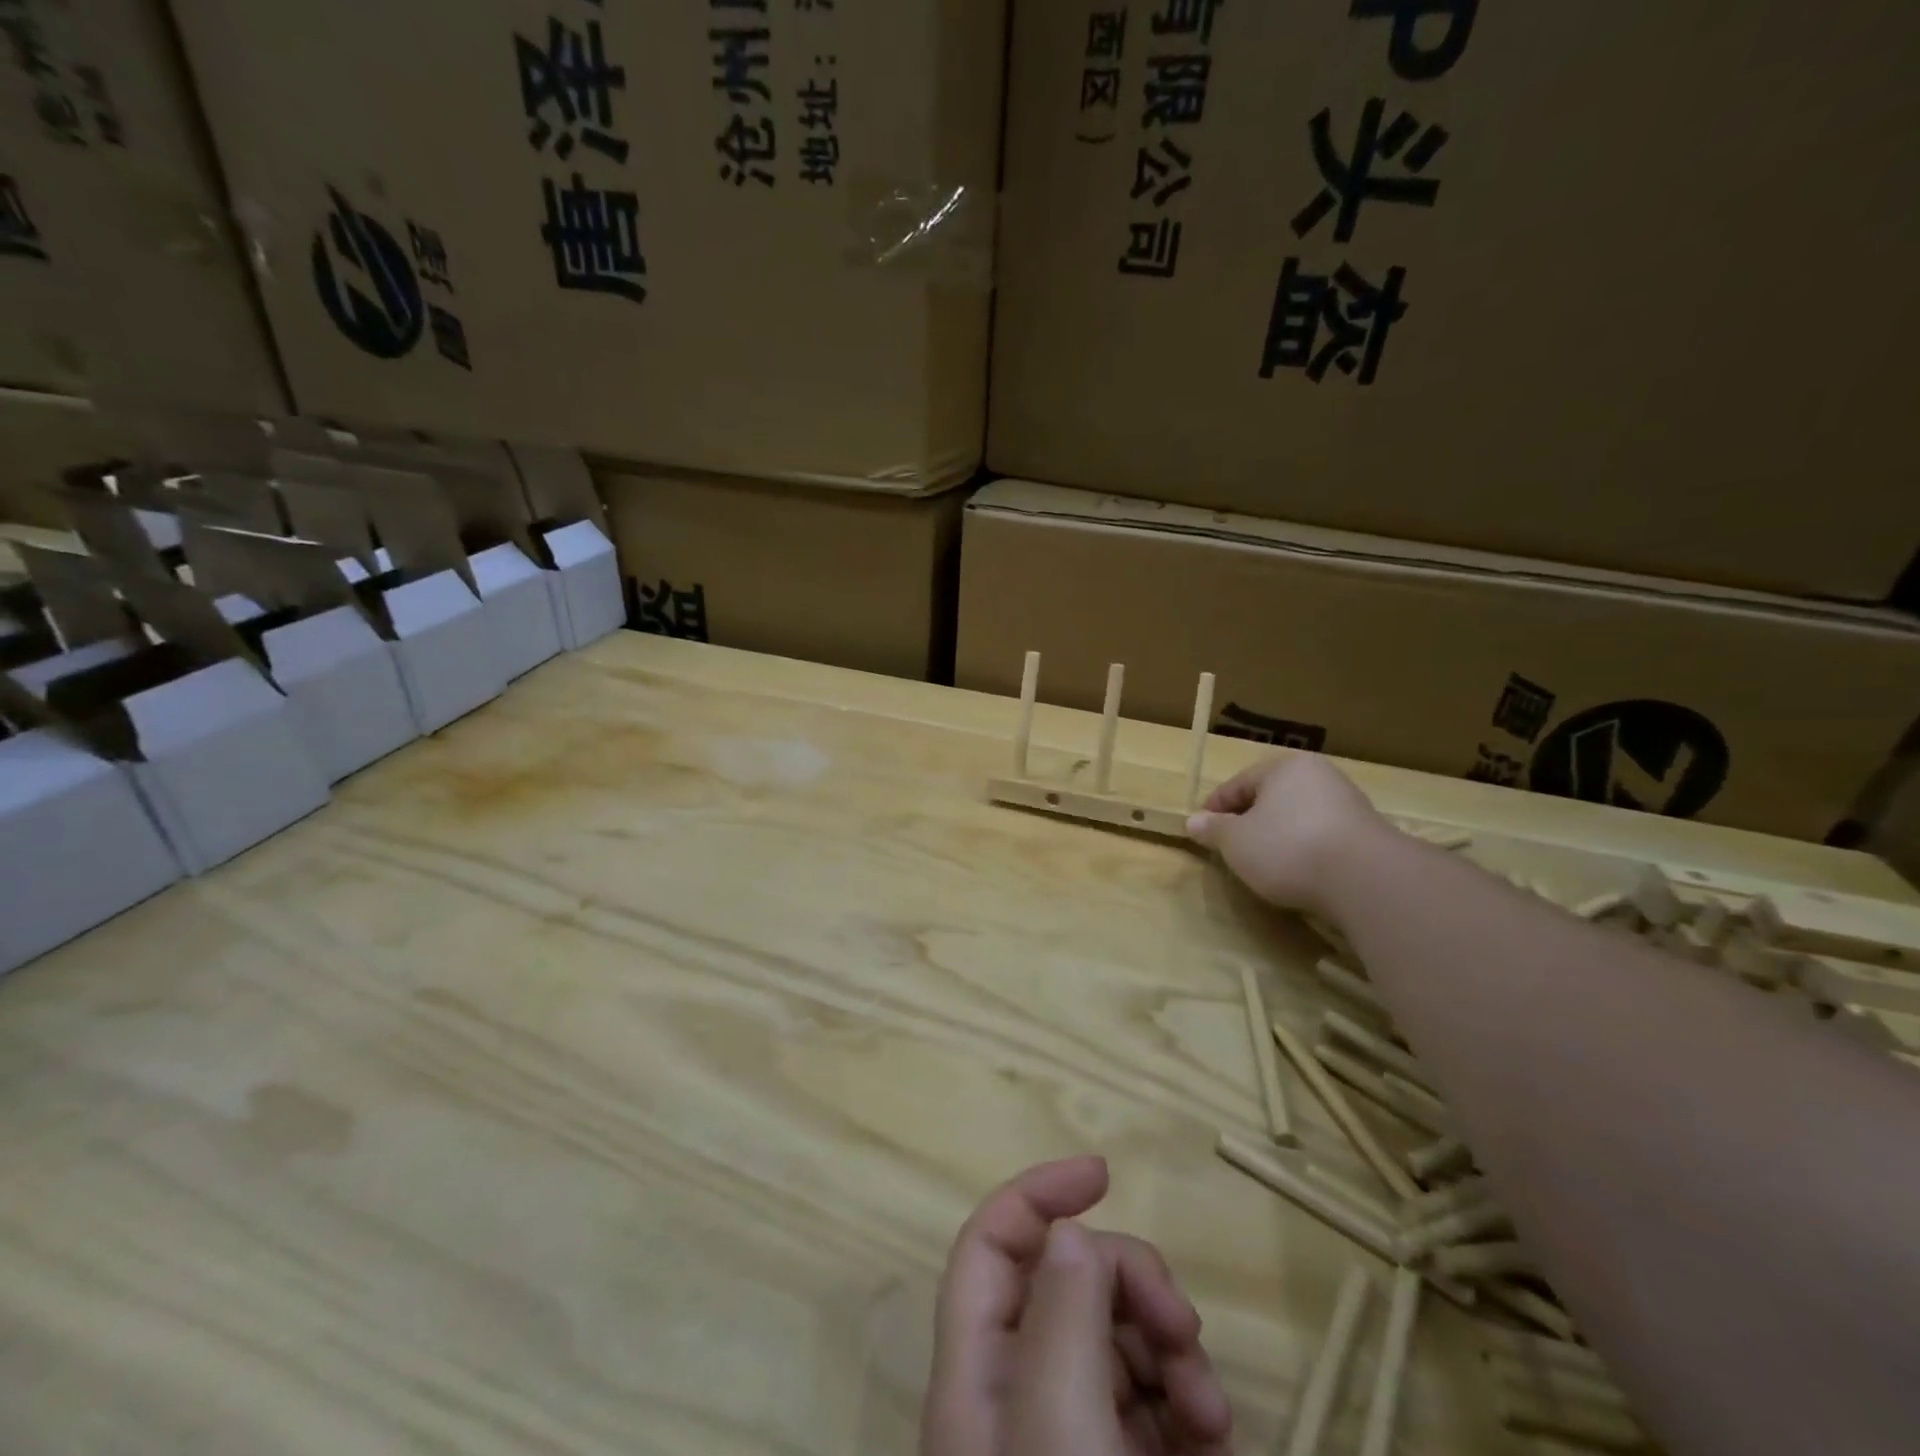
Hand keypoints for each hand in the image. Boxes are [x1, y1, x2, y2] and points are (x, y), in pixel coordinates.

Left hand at [920, 1156, 1232, 1455]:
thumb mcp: (1062, 1437)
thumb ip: (1061, 1321)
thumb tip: (1069, 1233)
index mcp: (979, 1379)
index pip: (990, 1247)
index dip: (1036, 1195)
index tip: (1103, 1173)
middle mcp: (1019, 1397)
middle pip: (1069, 1283)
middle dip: (1132, 1283)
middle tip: (1181, 1328)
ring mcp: (1074, 1437)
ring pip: (1118, 1335)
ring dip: (1172, 1348)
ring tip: (1211, 1409)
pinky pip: (1154, 1401)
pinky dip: (1188, 1401)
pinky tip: (1217, 1440)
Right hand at [1186, 755, 1385, 916]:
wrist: (1366, 878)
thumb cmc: (1287, 848)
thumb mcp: (1235, 842)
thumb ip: (1213, 830)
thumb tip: (1193, 822)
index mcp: (1283, 767)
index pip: (1238, 783)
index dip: (1215, 808)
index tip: (1202, 832)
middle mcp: (1318, 775)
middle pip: (1271, 798)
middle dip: (1249, 821)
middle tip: (1231, 848)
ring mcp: (1348, 803)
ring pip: (1297, 817)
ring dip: (1278, 836)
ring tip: (1264, 864)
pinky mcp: (1368, 834)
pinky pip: (1322, 837)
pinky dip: (1306, 850)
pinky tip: (1299, 872)